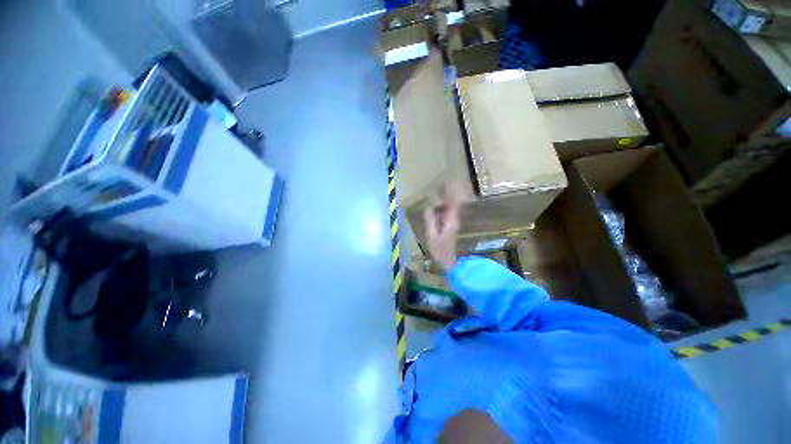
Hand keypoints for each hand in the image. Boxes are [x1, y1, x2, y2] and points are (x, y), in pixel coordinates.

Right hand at [424, 183, 466, 270]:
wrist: (449, 262)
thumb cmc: (441, 250)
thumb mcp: (433, 236)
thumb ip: (431, 222)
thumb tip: (428, 208)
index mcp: (451, 221)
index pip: (453, 203)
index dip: (451, 193)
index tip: (448, 183)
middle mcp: (454, 220)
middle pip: (453, 204)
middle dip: (448, 194)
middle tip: (442, 185)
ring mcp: (452, 224)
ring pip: (450, 209)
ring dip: (446, 201)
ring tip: (438, 193)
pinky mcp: (450, 227)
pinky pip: (447, 214)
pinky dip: (443, 208)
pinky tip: (436, 207)